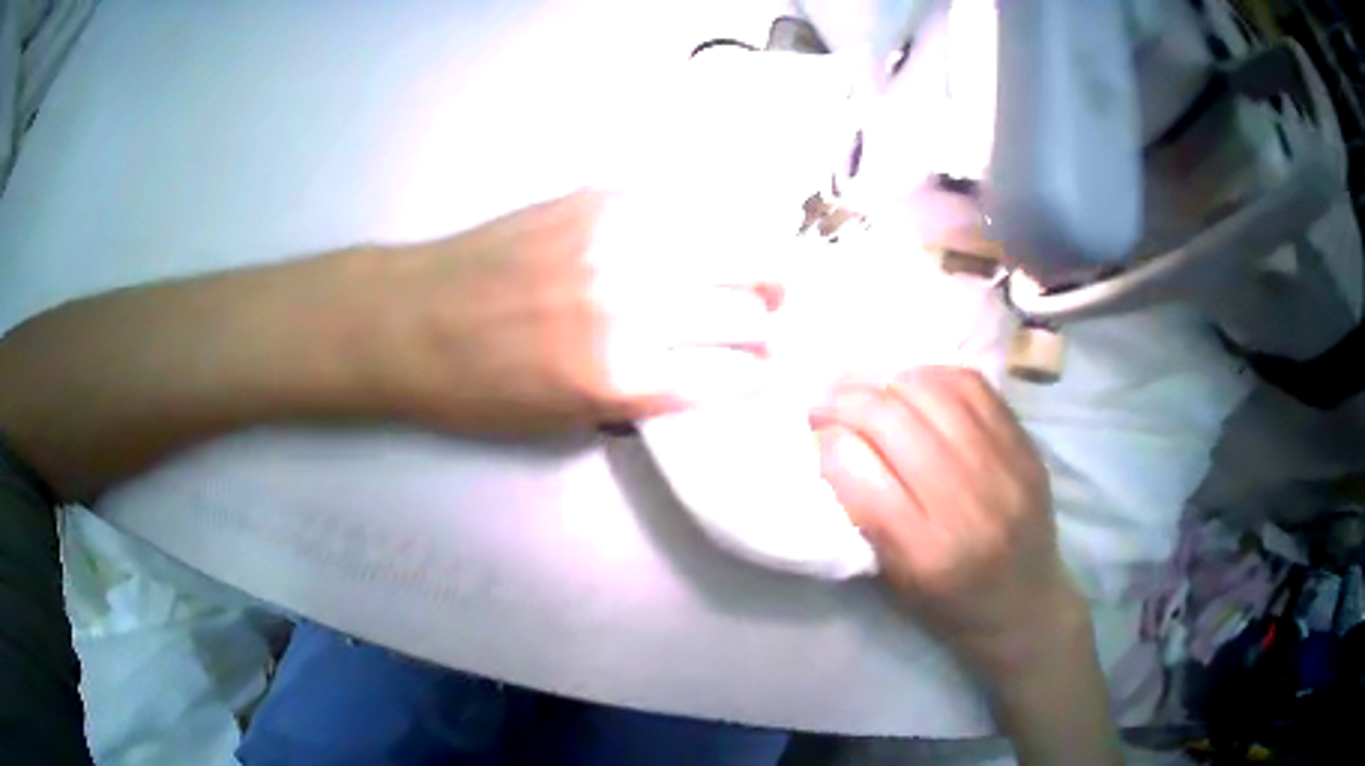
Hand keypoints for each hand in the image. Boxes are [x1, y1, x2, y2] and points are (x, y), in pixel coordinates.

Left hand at [392, 190, 780, 433]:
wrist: (410, 320)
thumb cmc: (476, 389)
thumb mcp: (560, 423)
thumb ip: (639, 397)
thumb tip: (702, 370)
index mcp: (619, 378)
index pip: (730, 375)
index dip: (763, 374)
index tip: (774, 369)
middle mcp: (629, 305)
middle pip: (743, 309)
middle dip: (773, 320)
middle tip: (777, 319)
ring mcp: (615, 242)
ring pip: (729, 244)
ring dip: (763, 263)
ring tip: (771, 271)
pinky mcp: (595, 199)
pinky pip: (683, 203)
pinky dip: (716, 219)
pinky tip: (721, 228)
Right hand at [812, 367, 1083, 670]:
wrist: (1026, 604)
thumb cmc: (949, 605)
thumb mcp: (893, 580)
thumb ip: (862, 514)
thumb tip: (830, 443)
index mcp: (925, 551)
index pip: (858, 470)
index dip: (826, 443)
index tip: (814, 437)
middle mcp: (967, 503)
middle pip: (892, 421)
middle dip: (846, 402)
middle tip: (827, 404)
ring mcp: (1004, 467)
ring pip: (931, 392)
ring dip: (888, 384)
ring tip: (873, 394)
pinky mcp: (1025, 446)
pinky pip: (972, 386)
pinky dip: (933, 377)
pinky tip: (916, 388)